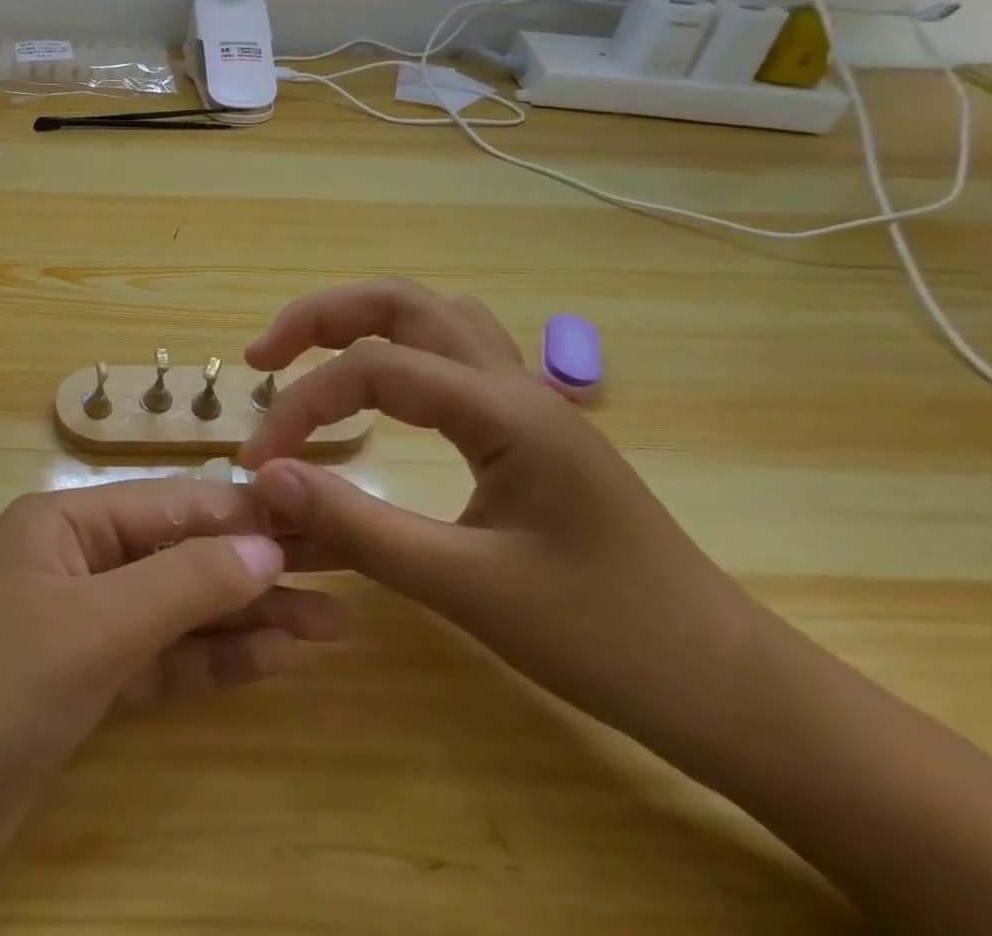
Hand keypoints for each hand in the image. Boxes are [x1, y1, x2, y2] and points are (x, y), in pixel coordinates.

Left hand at [0, 480, 345, 933]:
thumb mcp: (87, 633)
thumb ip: (180, 586)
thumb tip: (268, 547)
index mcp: (64, 522)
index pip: (173, 506)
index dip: (248, 514)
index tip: (325, 520)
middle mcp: (75, 563)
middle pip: (180, 555)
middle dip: (258, 567)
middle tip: (347, 574)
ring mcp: (78, 630)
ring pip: (178, 611)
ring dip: (248, 617)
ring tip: (334, 623)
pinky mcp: (81, 692)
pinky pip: (160, 663)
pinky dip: (212, 661)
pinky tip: (273, 659)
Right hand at [240, 280, 766, 767]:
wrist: (732, 688)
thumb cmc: (607, 639)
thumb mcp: (467, 589)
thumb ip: (358, 527)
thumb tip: (265, 480)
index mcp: (504, 410)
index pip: (372, 370)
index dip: (301, 406)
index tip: (259, 462)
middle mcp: (515, 383)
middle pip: (402, 303)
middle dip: (320, 317)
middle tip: (263, 358)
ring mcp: (529, 399)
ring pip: (434, 316)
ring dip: (362, 321)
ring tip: (310, 357)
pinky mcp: (531, 427)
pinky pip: (455, 354)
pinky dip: (401, 349)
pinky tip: (385, 388)